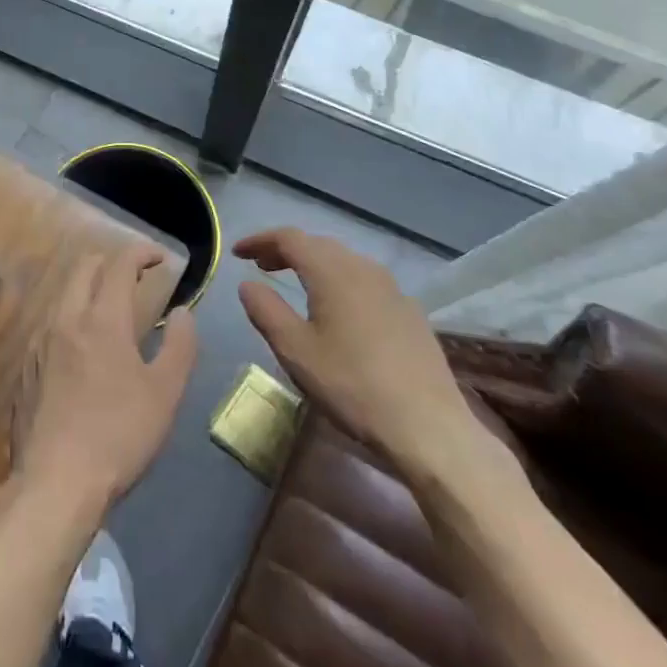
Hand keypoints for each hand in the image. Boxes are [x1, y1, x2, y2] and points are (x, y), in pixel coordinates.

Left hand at [15, 244, 198, 513]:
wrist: (55, 482)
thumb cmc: (118, 436)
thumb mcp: (164, 395)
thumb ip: (180, 346)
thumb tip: (182, 312)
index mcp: (102, 320)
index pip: (120, 265)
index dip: (141, 253)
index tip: (160, 258)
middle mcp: (65, 318)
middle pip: (84, 268)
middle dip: (110, 262)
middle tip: (134, 277)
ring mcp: (39, 341)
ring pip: (63, 294)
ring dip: (87, 287)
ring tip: (109, 309)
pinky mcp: (25, 366)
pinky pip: (49, 323)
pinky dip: (70, 317)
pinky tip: (80, 347)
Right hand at [236, 228, 483, 481]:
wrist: (429, 428)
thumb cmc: (352, 385)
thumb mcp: (295, 350)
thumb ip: (266, 310)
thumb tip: (248, 284)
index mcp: (332, 271)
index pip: (289, 238)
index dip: (260, 240)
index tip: (237, 253)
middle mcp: (364, 269)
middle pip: (318, 245)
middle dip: (286, 251)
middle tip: (262, 266)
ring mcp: (393, 290)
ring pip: (345, 262)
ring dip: (315, 265)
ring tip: (297, 284)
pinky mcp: (411, 314)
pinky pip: (366, 283)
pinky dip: (341, 283)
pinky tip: (340, 312)